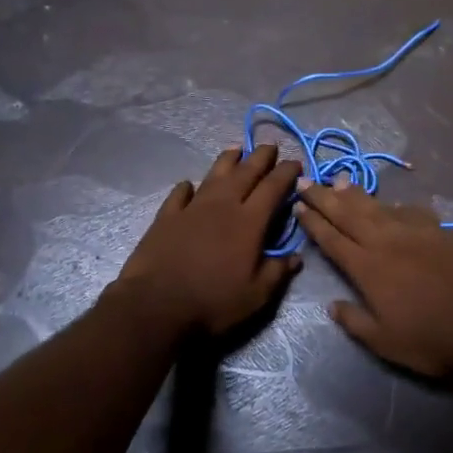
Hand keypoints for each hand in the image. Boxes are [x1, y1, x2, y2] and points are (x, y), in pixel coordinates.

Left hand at [112, 145, 302, 335]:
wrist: (156, 305)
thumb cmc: (213, 302)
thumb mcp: (256, 296)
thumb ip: (277, 272)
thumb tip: (295, 256)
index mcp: (249, 222)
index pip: (273, 188)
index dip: (286, 173)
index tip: (296, 164)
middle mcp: (222, 206)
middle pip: (245, 173)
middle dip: (260, 157)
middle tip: (270, 146)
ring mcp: (192, 208)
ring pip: (214, 175)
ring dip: (227, 160)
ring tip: (236, 149)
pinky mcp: (166, 217)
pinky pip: (179, 194)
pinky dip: (187, 187)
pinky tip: (189, 184)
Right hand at [294, 179, 452, 376]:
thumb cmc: (428, 339)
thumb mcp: (383, 341)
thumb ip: (354, 321)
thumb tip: (332, 305)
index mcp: (366, 268)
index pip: (331, 239)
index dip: (313, 222)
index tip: (298, 206)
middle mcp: (385, 242)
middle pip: (348, 214)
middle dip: (325, 197)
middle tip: (306, 180)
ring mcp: (414, 233)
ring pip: (377, 206)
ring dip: (355, 193)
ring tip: (339, 180)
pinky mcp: (439, 231)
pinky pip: (410, 211)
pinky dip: (394, 205)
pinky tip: (391, 202)